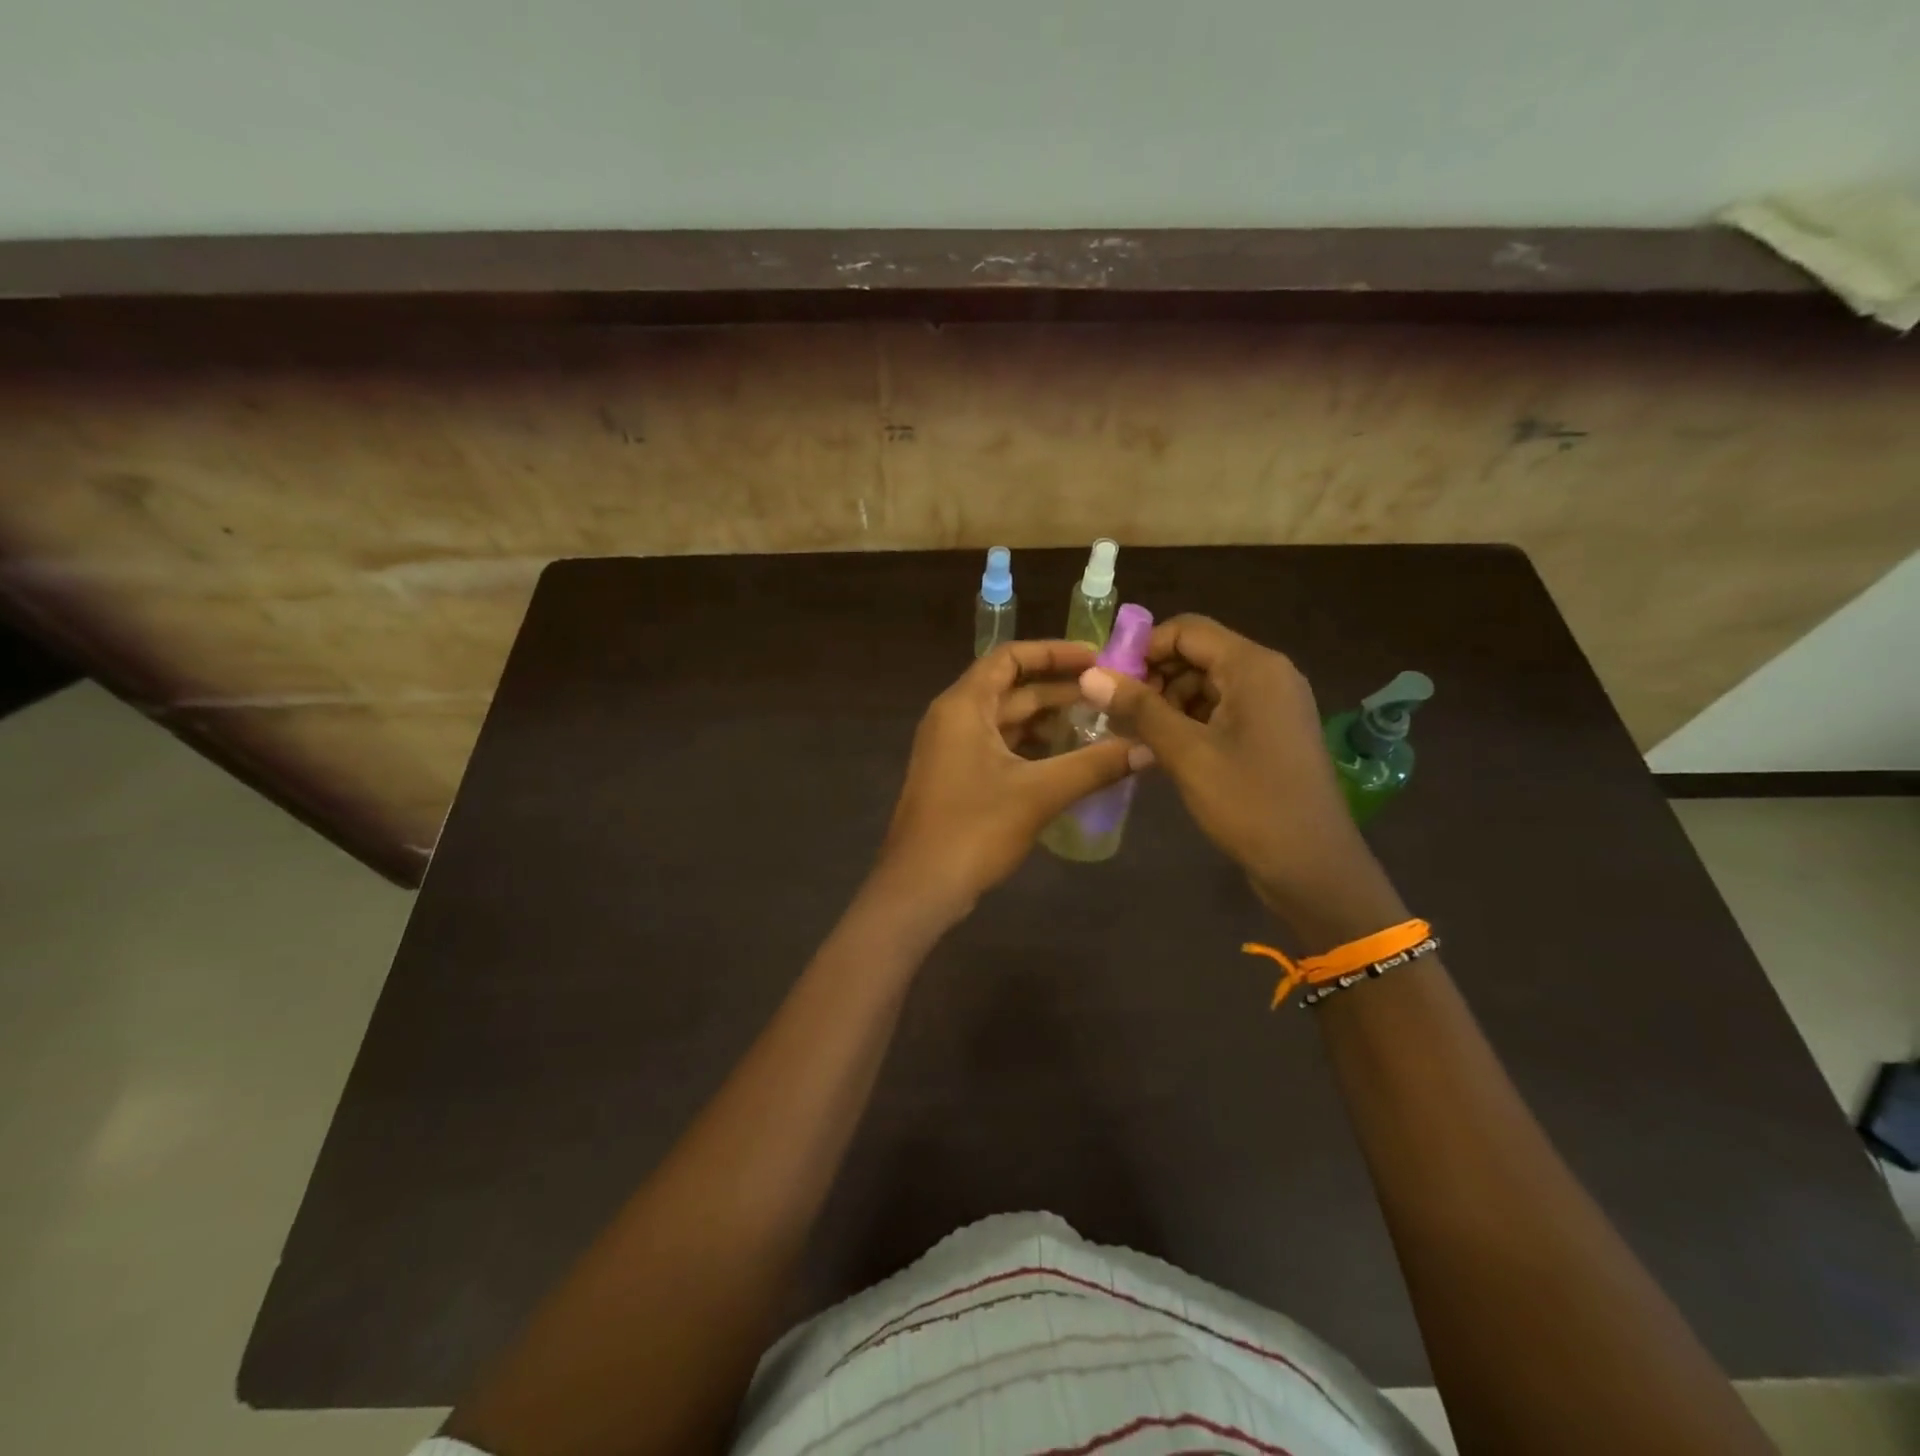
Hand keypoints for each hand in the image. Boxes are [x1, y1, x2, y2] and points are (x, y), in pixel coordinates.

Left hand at [873, 640, 1147, 924]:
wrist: (920, 888)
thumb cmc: (974, 829)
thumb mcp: (1039, 793)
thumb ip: (1095, 766)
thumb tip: (1148, 748)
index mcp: (964, 705)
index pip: (1010, 657)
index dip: (1054, 652)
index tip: (1098, 658)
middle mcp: (954, 718)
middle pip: (1011, 689)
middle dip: (1061, 690)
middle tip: (1111, 695)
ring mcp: (952, 750)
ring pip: (1007, 722)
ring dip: (1049, 722)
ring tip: (1100, 726)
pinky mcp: (957, 778)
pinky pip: (1000, 748)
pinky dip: (1033, 748)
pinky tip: (1069, 761)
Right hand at [1081, 615, 1404, 949]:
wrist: (1312, 867)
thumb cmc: (1249, 803)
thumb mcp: (1186, 754)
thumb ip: (1138, 709)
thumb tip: (1089, 675)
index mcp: (1254, 667)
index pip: (1186, 630)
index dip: (1142, 649)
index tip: (1108, 683)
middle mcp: (1269, 674)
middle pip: (1197, 654)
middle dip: (1154, 678)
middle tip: (1119, 714)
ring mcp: (1274, 704)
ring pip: (1207, 683)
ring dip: (1168, 703)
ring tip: (1138, 736)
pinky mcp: (1272, 732)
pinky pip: (1223, 709)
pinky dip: (1190, 721)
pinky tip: (1166, 750)